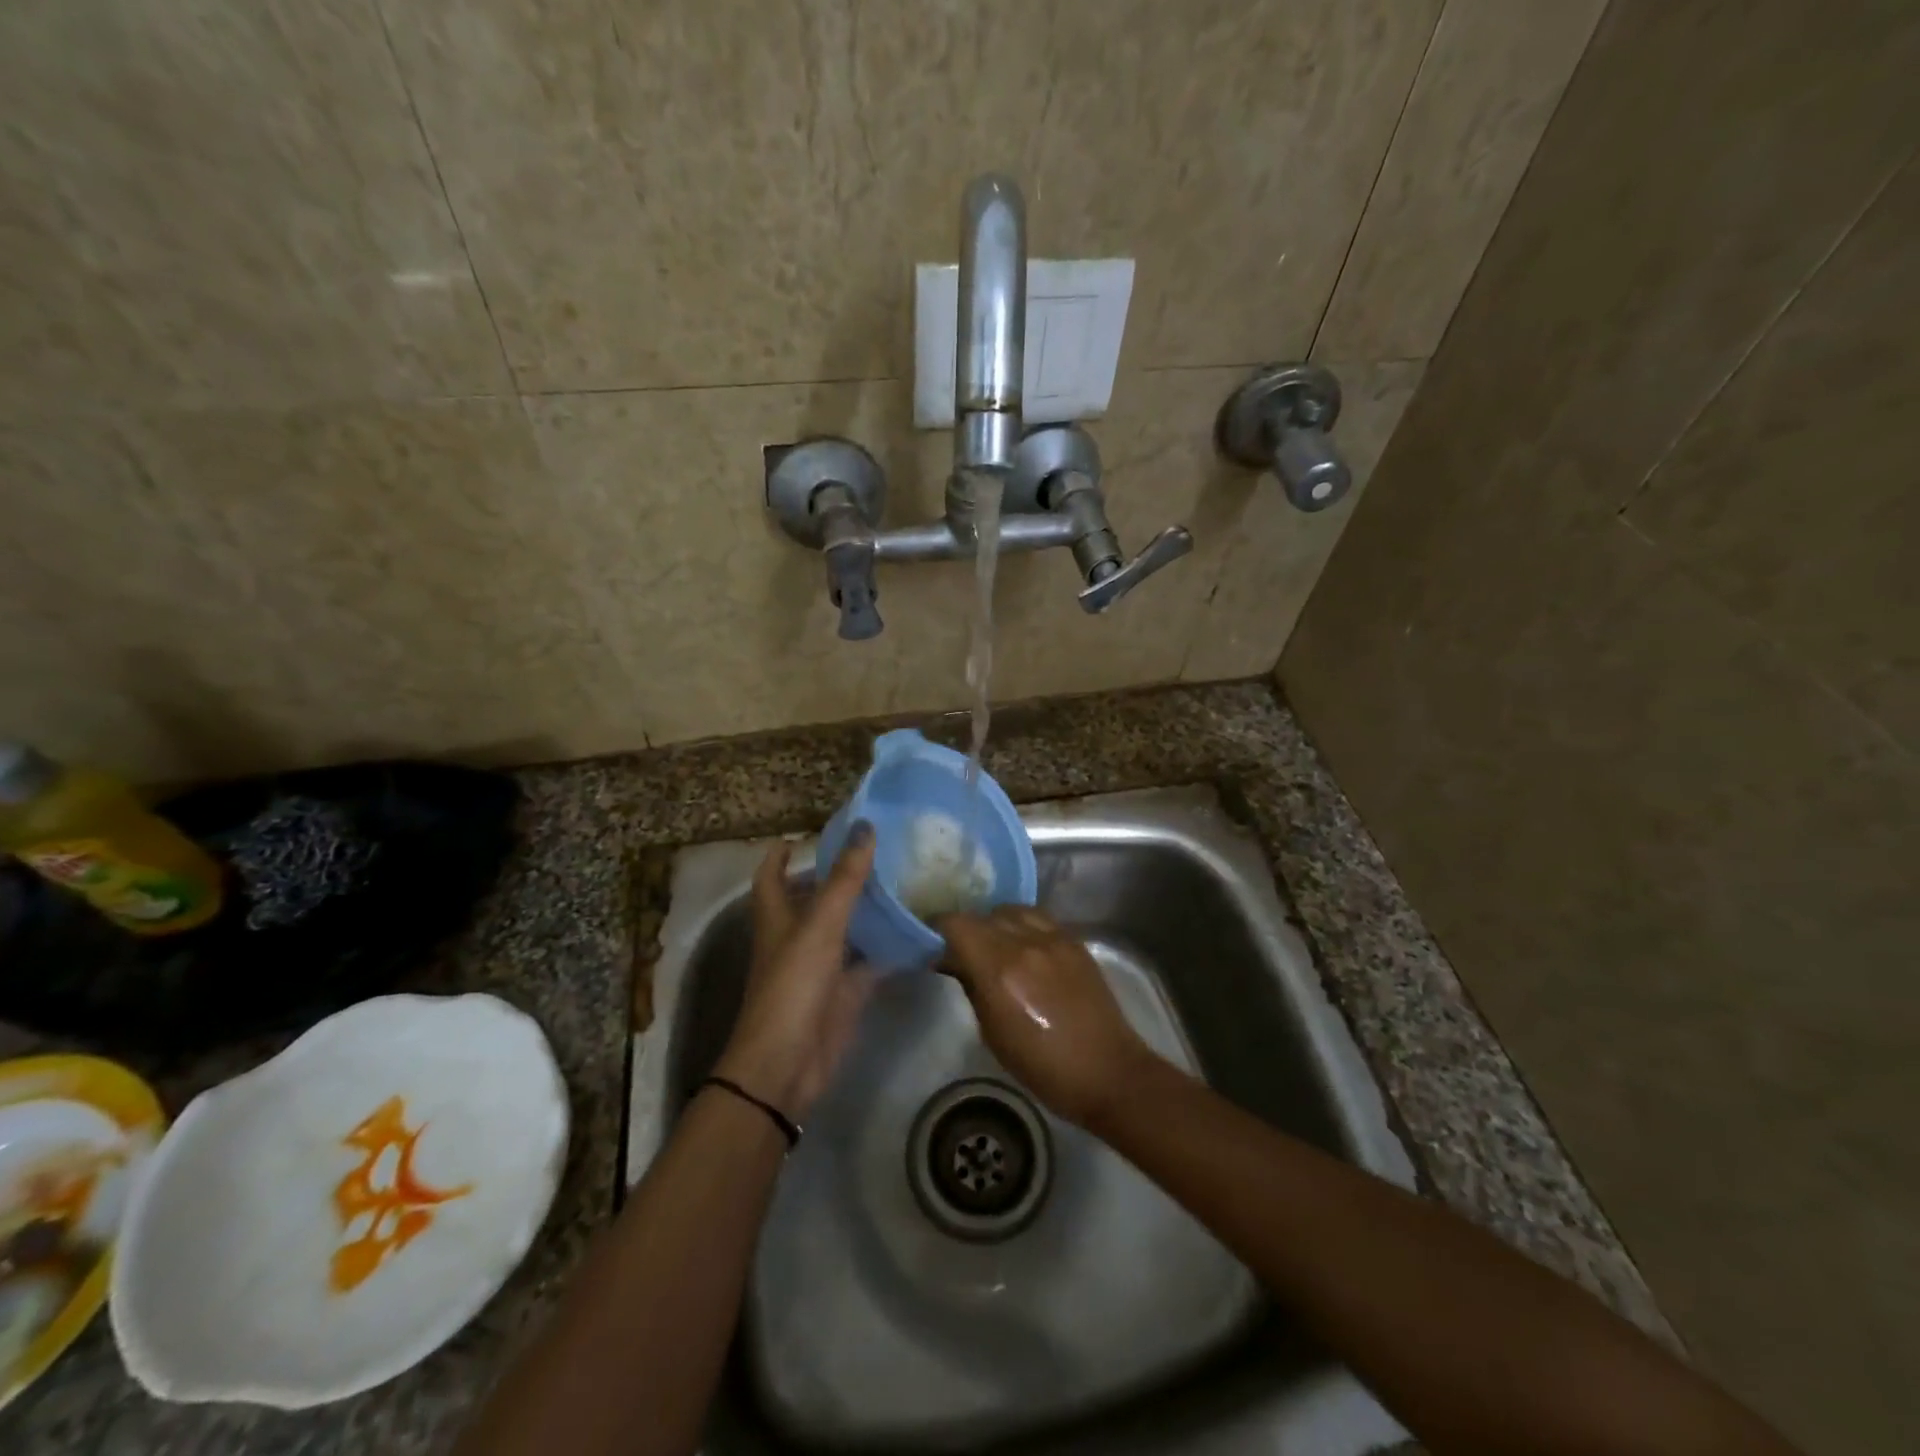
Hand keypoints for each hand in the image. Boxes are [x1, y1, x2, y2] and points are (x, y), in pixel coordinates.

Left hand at [713, 826, 876, 1120]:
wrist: (788, 1063)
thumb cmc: (793, 984)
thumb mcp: (820, 924)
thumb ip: (845, 878)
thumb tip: (865, 826)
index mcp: (778, 916)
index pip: (772, 875)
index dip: (782, 855)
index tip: (804, 836)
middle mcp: (797, 937)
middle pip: (814, 899)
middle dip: (837, 877)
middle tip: (876, 852)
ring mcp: (822, 966)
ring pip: (846, 929)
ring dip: (868, 910)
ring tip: (904, 881)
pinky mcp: (845, 992)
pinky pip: (870, 962)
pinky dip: (890, 948)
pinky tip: (918, 931)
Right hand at [935, 905, 1158, 1127]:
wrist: (1108, 1071)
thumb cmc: (1043, 1066)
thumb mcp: (993, 1034)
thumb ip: (972, 989)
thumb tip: (954, 963)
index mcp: (1000, 969)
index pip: (957, 924)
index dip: (938, 927)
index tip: (930, 941)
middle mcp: (1026, 943)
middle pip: (983, 915)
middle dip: (965, 928)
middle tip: (958, 948)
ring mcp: (1054, 938)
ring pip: (1011, 910)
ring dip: (995, 922)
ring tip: (992, 944)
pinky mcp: (1075, 941)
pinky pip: (1038, 918)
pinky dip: (1022, 925)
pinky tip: (1022, 946)